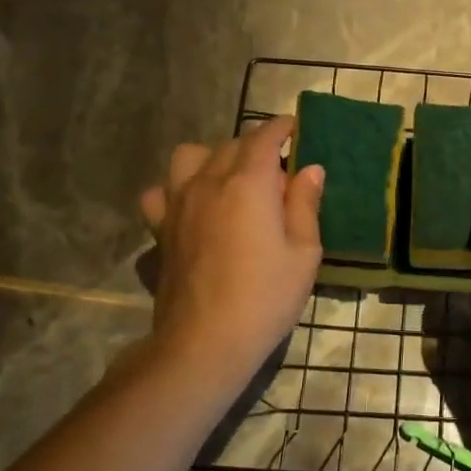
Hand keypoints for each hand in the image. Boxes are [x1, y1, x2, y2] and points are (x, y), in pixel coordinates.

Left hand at [137, 117, 323, 388]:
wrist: (204, 342)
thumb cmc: (266, 296)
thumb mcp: (304, 252)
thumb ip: (305, 204)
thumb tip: (310, 170)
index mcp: (249, 183)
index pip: (264, 137)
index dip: (282, 128)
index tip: (295, 128)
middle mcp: (209, 181)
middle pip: (231, 144)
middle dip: (256, 147)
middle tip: (278, 172)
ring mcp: (178, 204)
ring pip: (189, 156)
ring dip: (212, 158)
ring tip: (230, 181)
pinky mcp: (160, 229)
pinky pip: (160, 192)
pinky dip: (175, 189)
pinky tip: (192, 207)